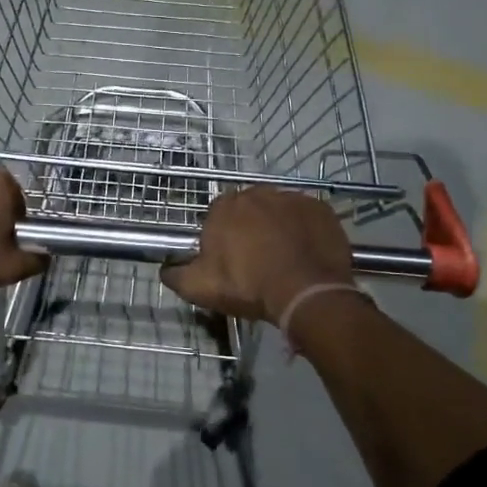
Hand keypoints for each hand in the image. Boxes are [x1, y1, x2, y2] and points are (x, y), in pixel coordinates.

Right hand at [160, 187, 355, 321]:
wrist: (305, 292)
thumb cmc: (248, 286)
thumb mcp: (199, 288)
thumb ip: (176, 274)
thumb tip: (165, 268)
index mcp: (225, 207)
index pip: (217, 216)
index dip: (222, 238)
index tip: (229, 261)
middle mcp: (257, 193)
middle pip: (249, 210)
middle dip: (250, 229)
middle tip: (256, 261)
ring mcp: (292, 198)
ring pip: (279, 211)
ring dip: (278, 228)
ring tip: (284, 259)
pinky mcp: (320, 209)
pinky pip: (307, 217)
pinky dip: (305, 231)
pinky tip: (305, 253)